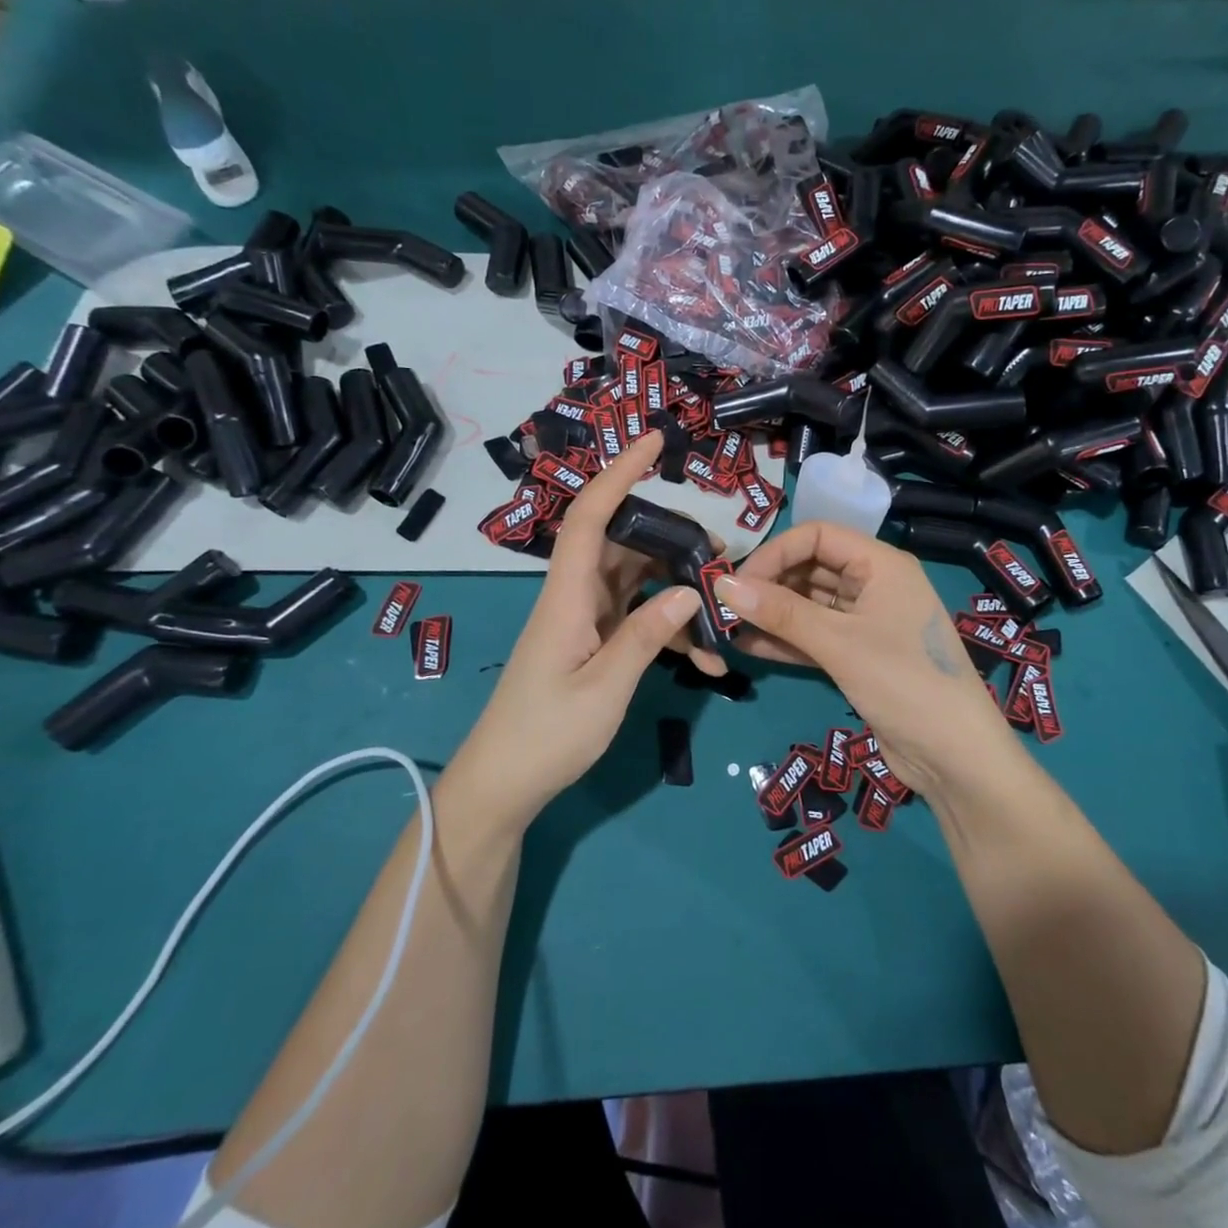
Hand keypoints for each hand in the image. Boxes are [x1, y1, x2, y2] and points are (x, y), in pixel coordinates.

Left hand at [446, 432, 710, 828]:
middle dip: (674, 541)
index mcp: (568, 596)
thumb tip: (691, 593)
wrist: (503, 786)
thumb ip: (648, 636)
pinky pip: (638, 618)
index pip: (592, 516)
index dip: (621, 473)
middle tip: (720, 557)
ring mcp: (585, 620)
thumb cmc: (546, 736)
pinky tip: (705, 658)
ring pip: (639, 581)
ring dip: (679, 592)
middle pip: (626, 544)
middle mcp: (576, 596)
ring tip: (723, 611)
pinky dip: (670, 629)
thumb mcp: (605, 688)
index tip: (654, 442)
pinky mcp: (593, 642)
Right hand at [716, 522, 1021, 801]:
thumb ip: (781, 612)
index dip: (775, 552)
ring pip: (810, 604)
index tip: (737, 582)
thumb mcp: (839, 643)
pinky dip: (786, 640)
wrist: (955, 758)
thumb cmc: (904, 683)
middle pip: (812, 568)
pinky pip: (816, 636)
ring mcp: (867, 621)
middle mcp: (875, 584)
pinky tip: (748, 647)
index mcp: (881, 564)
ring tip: (727, 626)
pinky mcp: (860, 655)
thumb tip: (722, 585)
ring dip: (773, 614)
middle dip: (769, 584)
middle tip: (725, 606)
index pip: (817, 536)